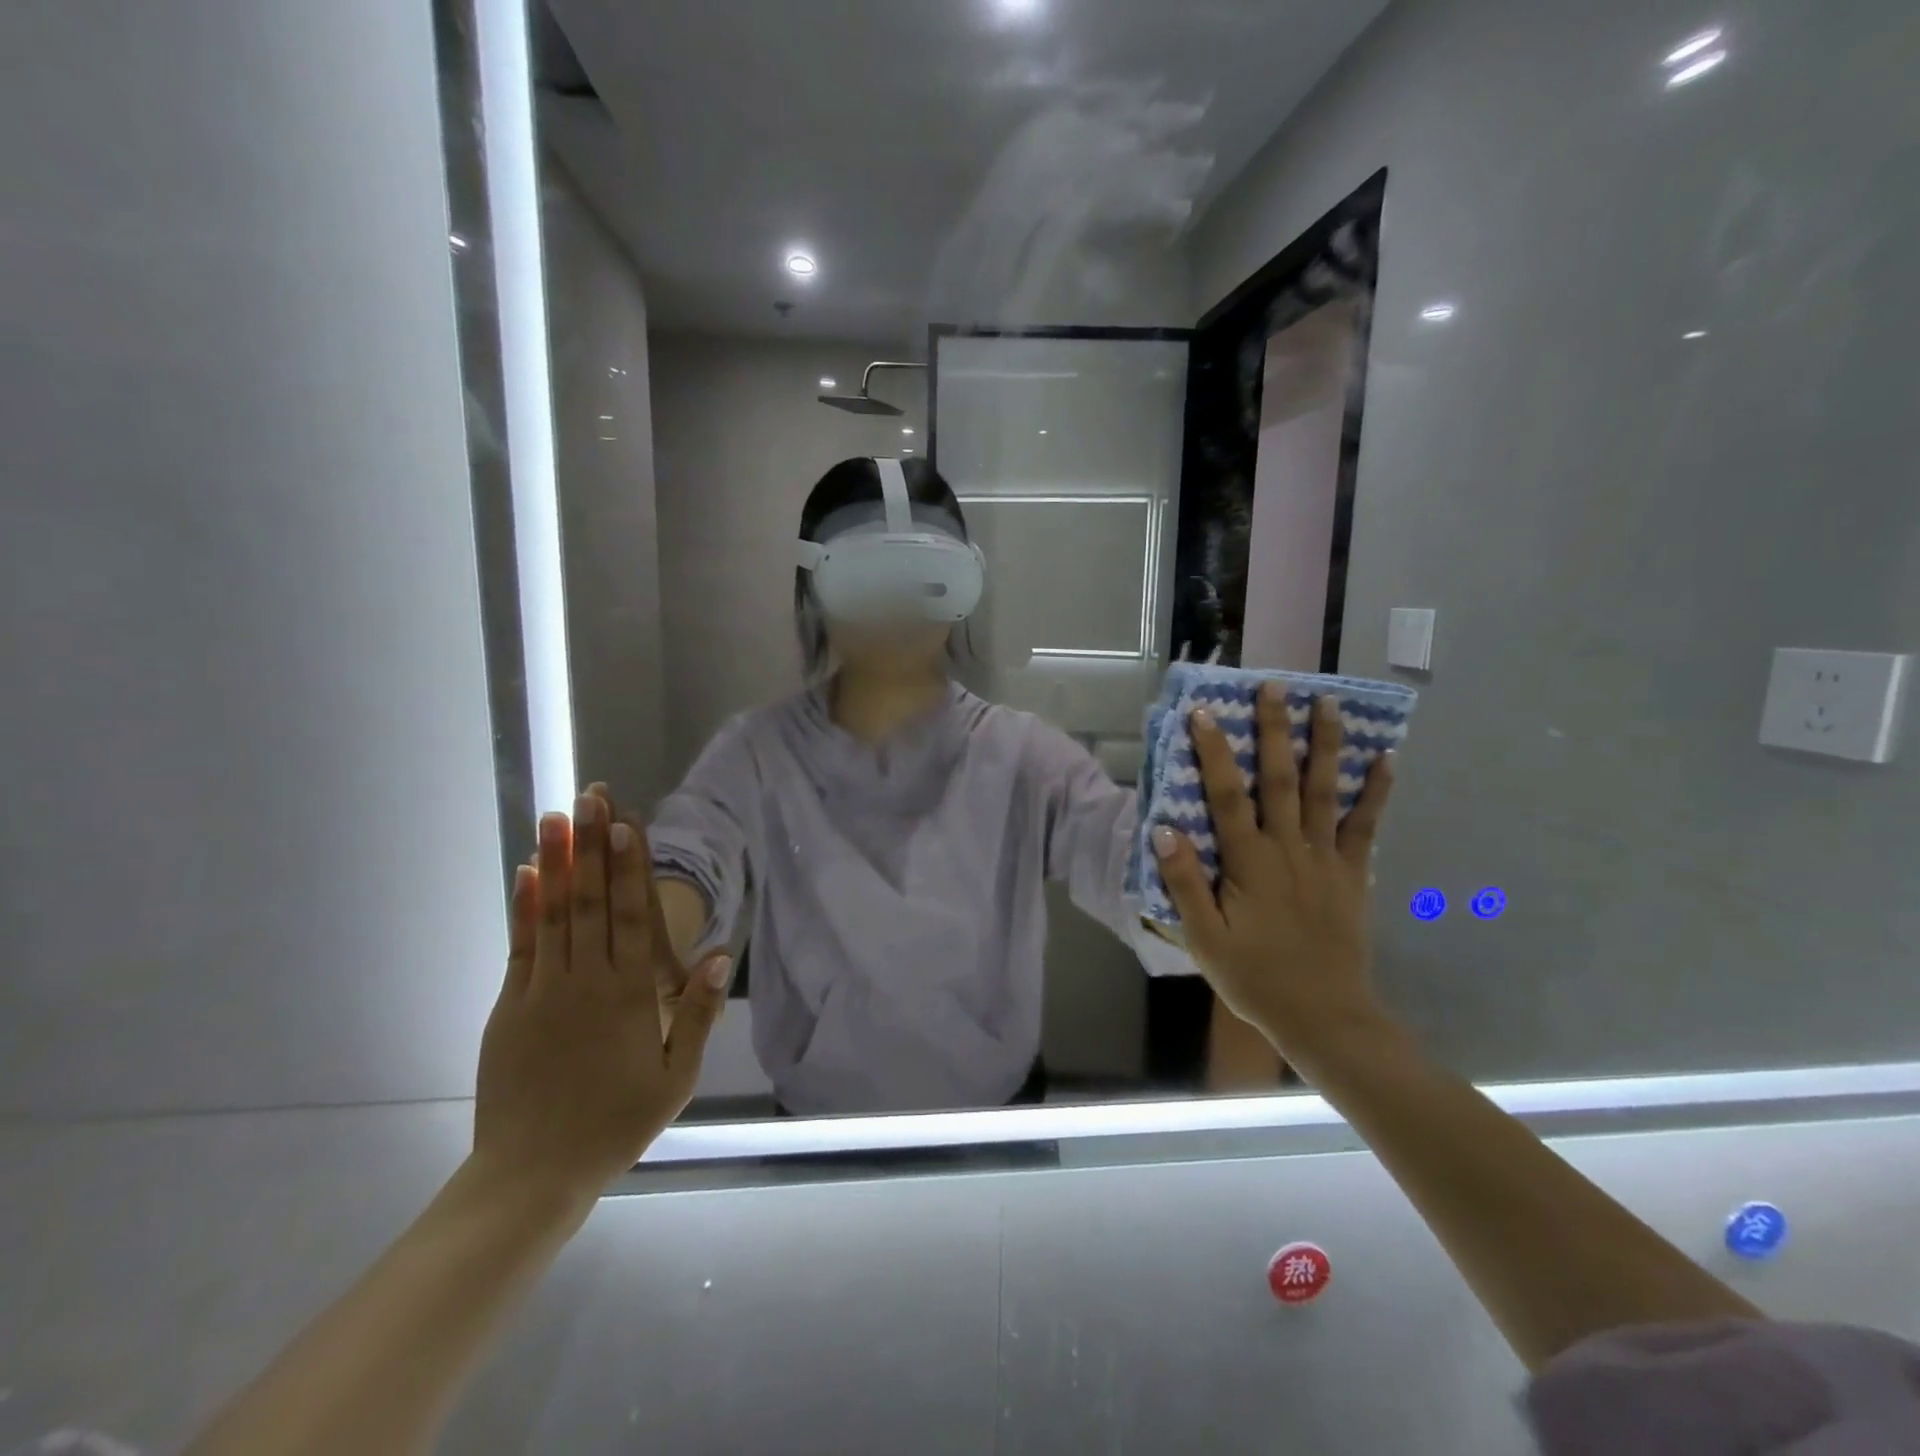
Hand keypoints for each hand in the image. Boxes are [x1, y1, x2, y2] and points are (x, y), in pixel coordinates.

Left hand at [472, 794, 731, 1199]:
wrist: (532, 1174)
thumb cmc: (616, 1123)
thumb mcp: (675, 1078)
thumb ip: (697, 1012)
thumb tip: (717, 953)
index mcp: (629, 995)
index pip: (633, 916)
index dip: (631, 867)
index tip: (626, 823)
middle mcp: (587, 980)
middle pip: (593, 901)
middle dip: (593, 846)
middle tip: (591, 797)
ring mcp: (543, 990)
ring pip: (555, 913)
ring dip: (558, 862)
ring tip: (557, 817)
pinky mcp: (510, 1005)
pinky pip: (521, 945)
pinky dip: (525, 906)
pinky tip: (528, 873)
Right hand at [1152, 686, 1394, 1057]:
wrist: (1325, 1017)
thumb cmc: (1255, 977)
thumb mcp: (1205, 938)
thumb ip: (1185, 882)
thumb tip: (1163, 829)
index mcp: (1249, 862)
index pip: (1226, 795)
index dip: (1214, 752)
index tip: (1205, 712)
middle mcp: (1288, 848)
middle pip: (1281, 779)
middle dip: (1276, 730)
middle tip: (1277, 685)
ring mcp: (1326, 859)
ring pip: (1325, 791)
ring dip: (1327, 745)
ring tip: (1329, 704)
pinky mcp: (1353, 875)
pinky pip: (1367, 826)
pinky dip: (1376, 792)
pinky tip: (1386, 760)